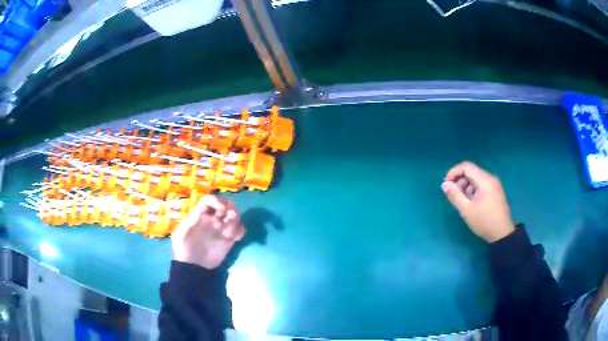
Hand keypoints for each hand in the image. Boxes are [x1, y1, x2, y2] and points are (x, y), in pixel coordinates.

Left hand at [171, 195, 244, 268]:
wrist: (193, 266)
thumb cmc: (184, 249)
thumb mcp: (181, 233)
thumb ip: (191, 222)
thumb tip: (203, 214)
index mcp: (200, 215)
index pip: (209, 200)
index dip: (217, 201)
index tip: (222, 209)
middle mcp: (211, 219)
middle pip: (224, 205)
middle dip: (230, 207)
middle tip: (231, 216)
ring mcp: (221, 229)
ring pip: (233, 216)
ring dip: (236, 219)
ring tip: (230, 231)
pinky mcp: (229, 239)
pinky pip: (239, 230)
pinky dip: (240, 230)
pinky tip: (236, 238)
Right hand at [441, 161, 514, 242]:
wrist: (502, 233)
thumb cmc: (484, 221)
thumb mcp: (466, 210)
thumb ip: (454, 195)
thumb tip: (444, 184)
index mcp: (484, 180)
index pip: (466, 166)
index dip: (454, 172)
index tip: (446, 184)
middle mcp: (490, 178)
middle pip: (471, 172)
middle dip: (459, 180)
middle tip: (453, 195)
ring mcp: (494, 185)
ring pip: (476, 179)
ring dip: (466, 186)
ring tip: (461, 201)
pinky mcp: (495, 192)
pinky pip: (481, 185)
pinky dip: (472, 190)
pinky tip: (470, 203)